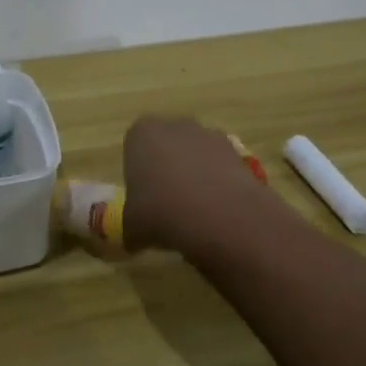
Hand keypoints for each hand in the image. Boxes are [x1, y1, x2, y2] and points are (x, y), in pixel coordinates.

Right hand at [123, 115, 280, 258]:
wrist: (219, 215)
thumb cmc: (162, 212)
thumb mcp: (131, 227)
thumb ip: (129, 227)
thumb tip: (132, 239)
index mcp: (142, 133)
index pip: (134, 147)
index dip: (137, 174)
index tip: (142, 199)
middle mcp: (174, 125)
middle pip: (166, 146)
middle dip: (167, 169)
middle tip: (166, 204)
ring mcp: (208, 135)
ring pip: (195, 155)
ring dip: (194, 175)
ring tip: (195, 212)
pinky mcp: (236, 151)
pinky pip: (219, 166)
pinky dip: (217, 183)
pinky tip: (216, 210)